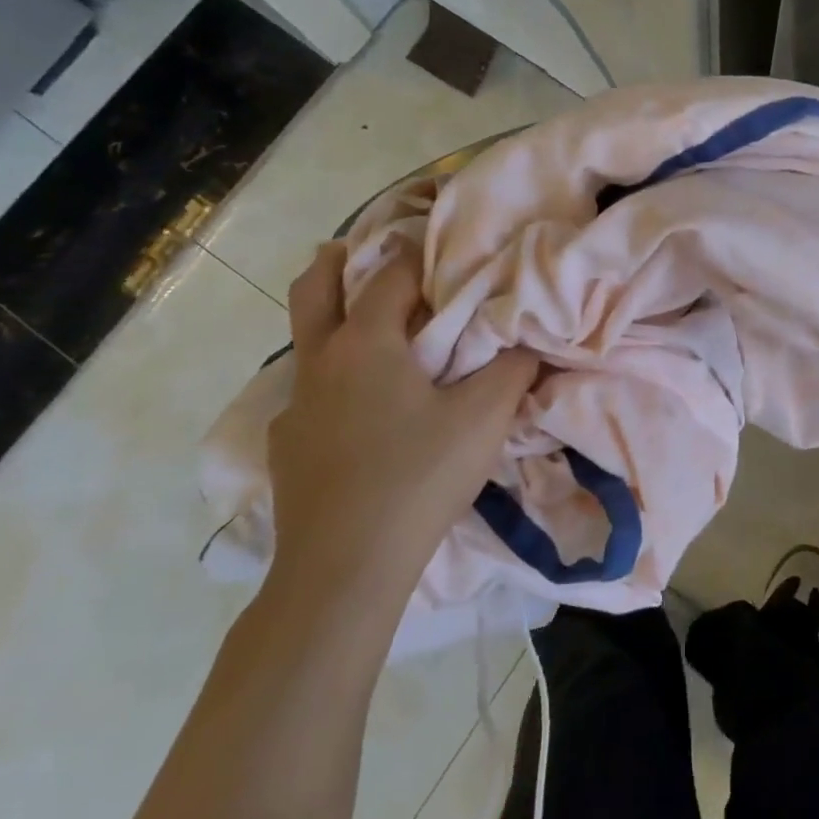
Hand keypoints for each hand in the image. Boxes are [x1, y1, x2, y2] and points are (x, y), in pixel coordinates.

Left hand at [266, 242, 536, 613]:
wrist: (343, 570)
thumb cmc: (418, 477)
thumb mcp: (484, 419)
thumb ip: (513, 369)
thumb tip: (532, 340)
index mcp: (366, 344)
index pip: (389, 277)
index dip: (417, 256)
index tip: (440, 248)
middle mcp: (321, 363)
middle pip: (313, 289)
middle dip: (335, 262)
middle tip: (358, 249)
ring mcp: (295, 406)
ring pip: (308, 344)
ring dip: (335, 323)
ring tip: (376, 335)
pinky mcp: (286, 446)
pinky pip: (310, 394)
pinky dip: (335, 381)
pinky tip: (362, 412)